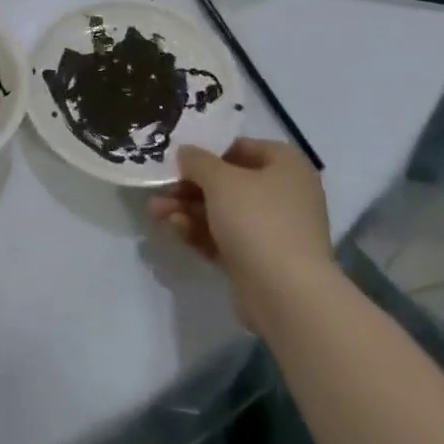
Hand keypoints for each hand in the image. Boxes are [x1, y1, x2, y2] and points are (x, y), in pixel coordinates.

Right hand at [148, 138, 335, 333]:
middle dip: (189, 186)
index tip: (179, 157)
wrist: (287, 296)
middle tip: (160, 186)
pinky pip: (225, 238)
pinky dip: (201, 232)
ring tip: (155, 211)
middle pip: (228, 182)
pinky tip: (175, 230)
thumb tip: (187, 153)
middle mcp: (284, 195)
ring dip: (187, 209)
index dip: (208, 150)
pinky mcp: (260, 260)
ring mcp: (273, 230)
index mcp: (286, 166)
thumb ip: (198, 160)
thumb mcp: (220, 179)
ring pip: (222, 212)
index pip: (242, 147)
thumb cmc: (257, 221)